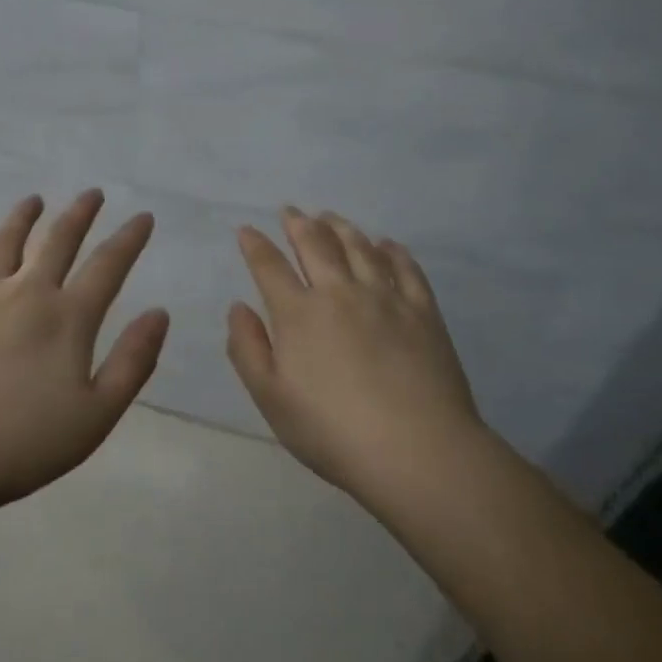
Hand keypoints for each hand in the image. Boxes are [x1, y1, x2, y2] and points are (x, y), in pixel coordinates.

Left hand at [0, 190, 167, 514]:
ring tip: (33, 201)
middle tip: (92, 193)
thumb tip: (160, 313)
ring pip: (3, 243)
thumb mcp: (96, 415)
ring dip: (22, 218)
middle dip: (79, 214)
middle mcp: (24, 293)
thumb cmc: (22, 444)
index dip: (129, 238)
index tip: (142, 216)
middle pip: (57, 241)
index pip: (108, 266)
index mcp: (66, 319)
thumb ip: (133, 362)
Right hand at [226, 207, 484, 506]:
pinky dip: (392, 251)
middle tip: (291, 210)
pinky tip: (386, 244)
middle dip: (299, 224)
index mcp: (299, 314)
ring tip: (330, 217)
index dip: (255, 245)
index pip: (269, 267)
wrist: (417, 451)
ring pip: (359, 247)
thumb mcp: (271, 398)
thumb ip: (248, 348)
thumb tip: (238, 307)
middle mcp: (339, 293)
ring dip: (341, 227)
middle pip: (316, 245)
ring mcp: (385, 298)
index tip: (246, 230)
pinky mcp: (423, 312)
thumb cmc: (332, 431)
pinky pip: (405, 269)